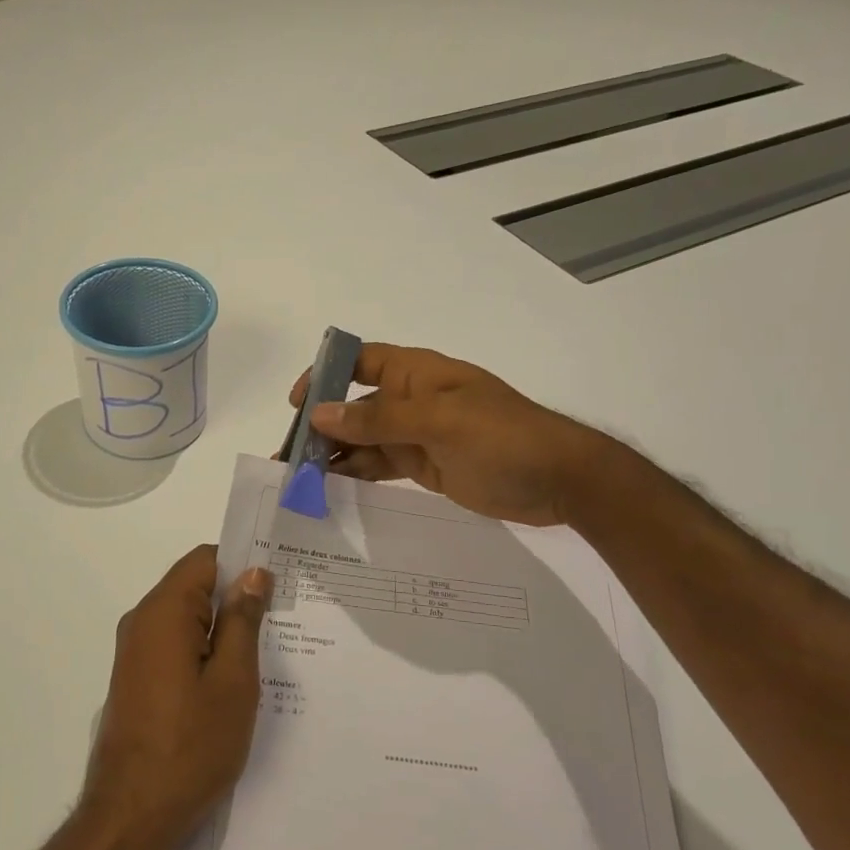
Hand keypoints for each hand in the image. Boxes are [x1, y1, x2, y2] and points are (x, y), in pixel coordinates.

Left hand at [82, 546, 272, 849]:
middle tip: (281, 620)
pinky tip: (232, 681)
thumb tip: (253, 573)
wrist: (131, 817)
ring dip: (222, 629)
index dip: (242, 564)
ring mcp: (134, 652)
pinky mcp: (135, 678)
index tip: (278, 583)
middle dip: (236, 598)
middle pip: (194, 587)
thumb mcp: (233, 681)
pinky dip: (203, 651)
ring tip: (265, 652)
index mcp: (163, 611)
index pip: (205, 559)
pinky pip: (174, 645)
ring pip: (186, 619)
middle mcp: (142, 621)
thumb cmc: (190, 746)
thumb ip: (242, 620)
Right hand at [292, 344, 604, 526]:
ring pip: (362, 439)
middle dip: (320, 425)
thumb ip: (379, 419)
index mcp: (417, 373)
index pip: (359, 361)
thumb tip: (320, 414)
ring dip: (332, 454)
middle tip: (287, 457)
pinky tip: (330, 487)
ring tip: (298, 479)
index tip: (297, 405)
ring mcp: (417, 434)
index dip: (325, 375)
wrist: (561, 481)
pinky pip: (379, 464)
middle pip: (353, 405)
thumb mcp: (440, 422)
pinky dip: (355, 473)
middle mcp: (411, 399)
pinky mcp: (424, 465)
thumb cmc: (503, 438)